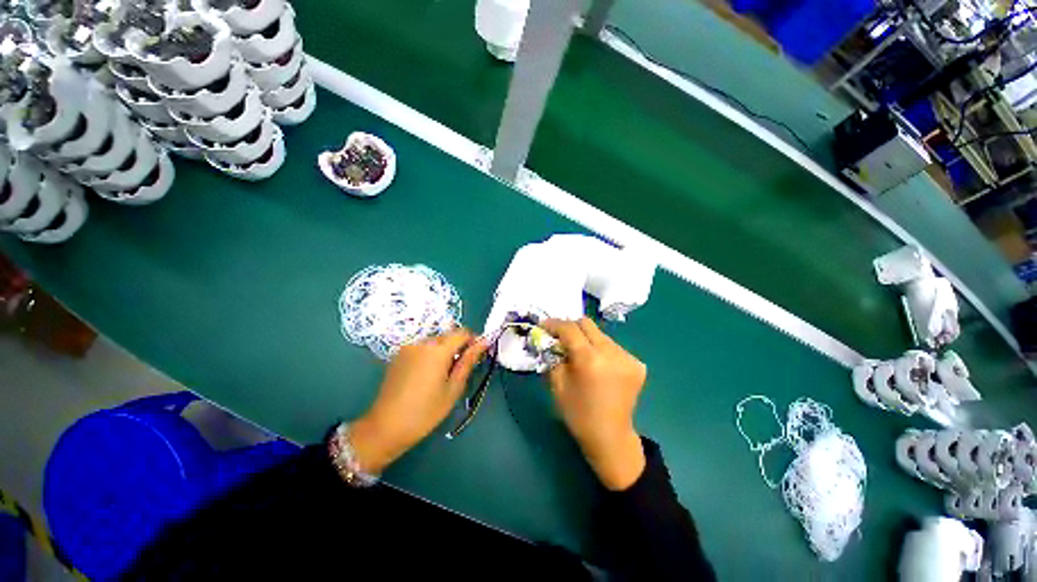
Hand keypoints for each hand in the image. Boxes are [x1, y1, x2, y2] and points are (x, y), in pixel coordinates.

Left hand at [350, 328, 487, 473]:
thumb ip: (469, 361)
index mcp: (438, 349)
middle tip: (461, 369)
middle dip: (458, 346)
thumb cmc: (426, 412)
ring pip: (435, 341)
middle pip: (448, 335)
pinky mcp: (398, 354)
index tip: (476, 356)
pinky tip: (427, 375)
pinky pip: (421, 347)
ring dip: (444, 350)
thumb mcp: (453, 388)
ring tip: (443, 374)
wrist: (385, 427)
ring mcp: (408, 347)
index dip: (473, 341)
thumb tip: (484, 342)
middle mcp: (422, 342)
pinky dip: (430, 354)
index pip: (463, 332)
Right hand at [542, 318, 646, 490]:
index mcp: (589, 360)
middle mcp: (611, 353)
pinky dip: (601, 350)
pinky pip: (613, 347)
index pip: (569, 329)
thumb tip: (551, 340)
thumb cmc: (578, 414)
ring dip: (587, 339)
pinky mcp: (637, 364)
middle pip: (587, 324)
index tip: (544, 326)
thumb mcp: (557, 384)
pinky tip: (598, 366)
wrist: (610, 437)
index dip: (554, 324)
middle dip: (571, 327)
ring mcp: (627, 357)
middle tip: (561, 337)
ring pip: (601, 334)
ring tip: (580, 354)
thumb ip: (553, 357)